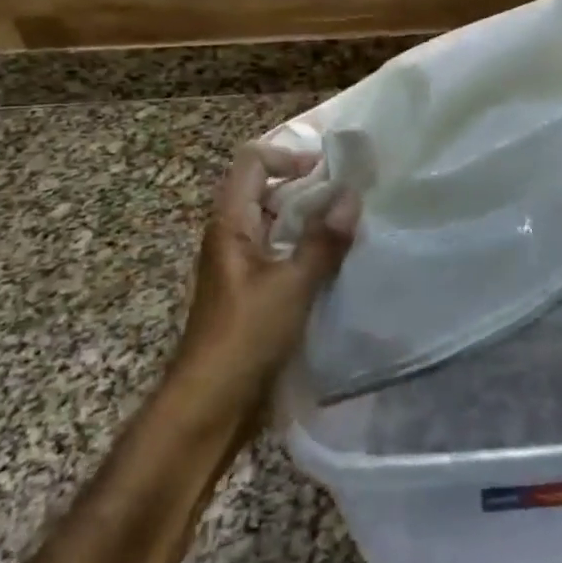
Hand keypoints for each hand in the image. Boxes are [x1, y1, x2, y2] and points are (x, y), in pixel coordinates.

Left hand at [175, 141, 359, 407]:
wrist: (209, 406)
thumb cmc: (244, 337)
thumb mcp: (291, 286)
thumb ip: (322, 241)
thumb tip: (351, 196)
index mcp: (230, 223)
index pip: (252, 162)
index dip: (288, 156)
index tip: (328, 171)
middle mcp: (232, 236)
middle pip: (266, 189)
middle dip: (306, 186)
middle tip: (349, 196)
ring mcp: (242, 265)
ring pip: (276, 223)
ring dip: (309, 219)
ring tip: (350, 225)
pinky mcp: (253, 291)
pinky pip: (281, 252)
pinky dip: (306, 247)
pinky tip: (336, 262)